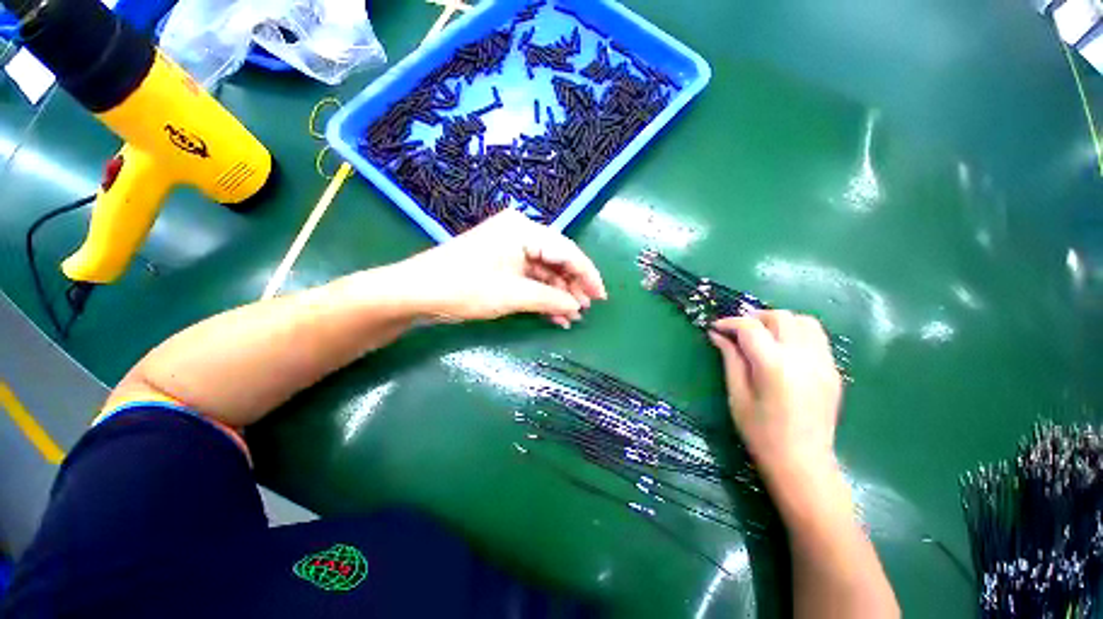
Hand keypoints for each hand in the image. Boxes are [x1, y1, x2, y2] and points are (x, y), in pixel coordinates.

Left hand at [396, 209, 606, 326]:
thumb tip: (577, 306)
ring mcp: (510, 250)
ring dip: (558, 295)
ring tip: (571, 317)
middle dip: (572, 287)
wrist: (416, 293)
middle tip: (585, 310)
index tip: (601, 297)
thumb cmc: (465, 287)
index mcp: (523, 230)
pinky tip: (554, 315)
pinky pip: (531, 280)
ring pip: (545, 272)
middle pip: (557, 260)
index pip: (566, 251)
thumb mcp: (512, 295)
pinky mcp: (502, 265)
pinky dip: (542, 297)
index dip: (587, 274)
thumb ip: (550, 299)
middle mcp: (519, 234)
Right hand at [708, 311, 842, 482]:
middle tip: (737, 331)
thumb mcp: (737, 395)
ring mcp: (824, 363)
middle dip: (755, 318)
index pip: (751, 327)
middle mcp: (803, 358)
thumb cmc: (761, 433)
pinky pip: (817, 337)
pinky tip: (783, 348)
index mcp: (775, 366)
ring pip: (804, 321)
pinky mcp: (834, 370)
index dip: (730, 322)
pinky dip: (797, 333)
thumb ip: (730, 359)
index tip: (716, 327)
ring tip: (763, 335)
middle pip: (780, 317)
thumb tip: (717, 335)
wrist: (803, 463)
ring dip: (780, 322)